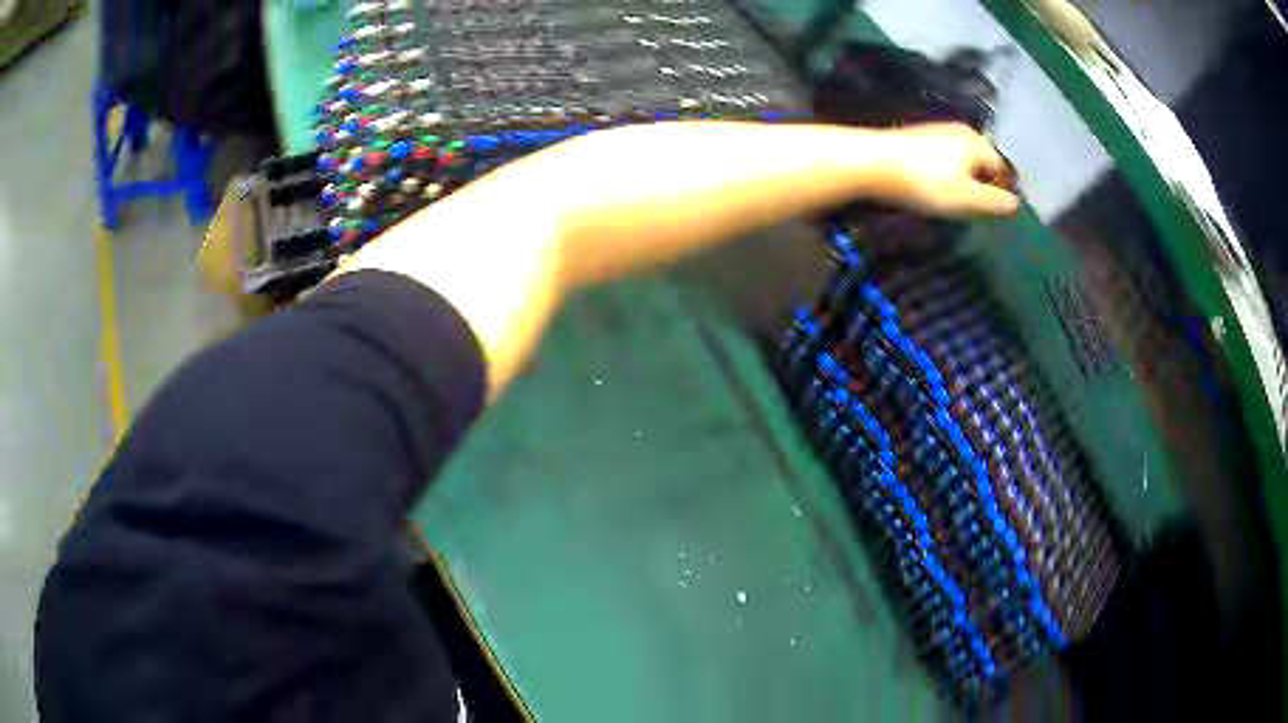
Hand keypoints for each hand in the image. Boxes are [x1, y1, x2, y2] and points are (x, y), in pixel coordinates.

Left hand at [875, 123, 1019, 216]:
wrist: (871, 162)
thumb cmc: (926, 182)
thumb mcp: (967, 198)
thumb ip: (994, 202)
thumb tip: (1014, 203)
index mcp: (978, 142)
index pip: (1003, 167)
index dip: (1007, 189)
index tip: (1007, 211)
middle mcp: (960, 131)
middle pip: (984, 160)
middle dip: (989, 182)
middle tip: (987, 207)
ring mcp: (936, 131)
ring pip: (964, 158)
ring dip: (969, 178)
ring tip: (965, 200)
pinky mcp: (916, 138)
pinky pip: (944, 158)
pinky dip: (949, 172)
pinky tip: (940, 187)